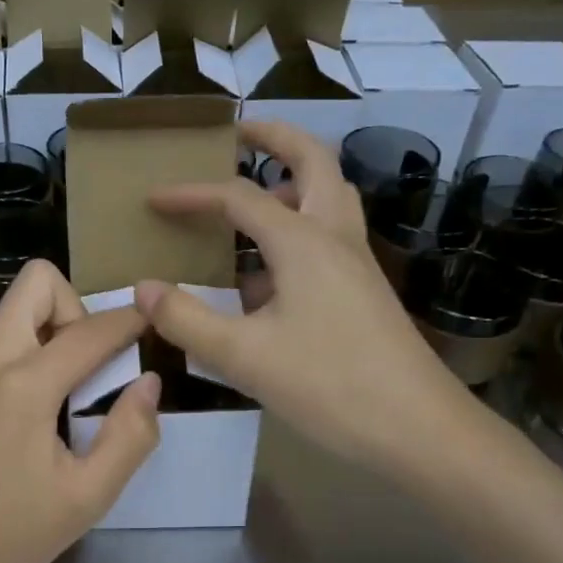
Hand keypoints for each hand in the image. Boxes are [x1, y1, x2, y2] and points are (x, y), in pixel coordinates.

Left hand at [0, 260, 160, 562]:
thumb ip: (130, 436)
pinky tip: (28, 418)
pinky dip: (24, 358)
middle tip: (93, 363)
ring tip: (65, 398)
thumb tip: (148, 383)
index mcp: (24, 384)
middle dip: (76, 307)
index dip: (129, 322)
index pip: (90, 331)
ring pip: (13, 313)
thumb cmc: (10, 532)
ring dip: (49, 334)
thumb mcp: (88, 496)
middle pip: (36, 283)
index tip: (152, 324)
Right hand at [137, 121, 482, 480]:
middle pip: (313, 161)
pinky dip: (301, 227)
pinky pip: (330, 237)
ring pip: (331, 195)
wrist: (418, 429)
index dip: (192, 194)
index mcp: (303, 241)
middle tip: (238, 133)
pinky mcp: (365, 291)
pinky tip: (271, 272)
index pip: (238, 197)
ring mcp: (357, 263)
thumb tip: (144, 288)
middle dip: (274, 138)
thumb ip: (187, 320)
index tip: (153, 199)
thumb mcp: (244, 357)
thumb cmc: (329, 386)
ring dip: (296, 178)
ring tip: (257, 190)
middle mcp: (335, 237)